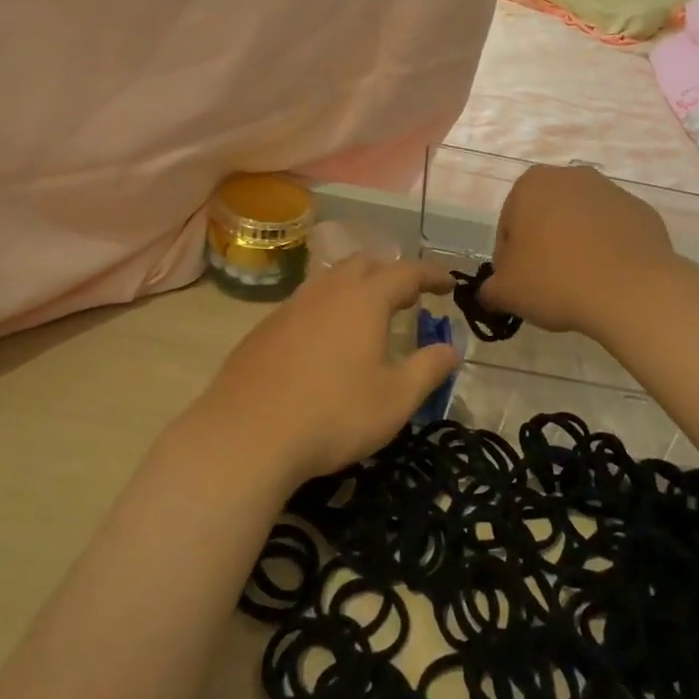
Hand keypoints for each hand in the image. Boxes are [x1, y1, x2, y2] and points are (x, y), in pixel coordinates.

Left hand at [188, 256, 458, 488]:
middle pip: (364, 264)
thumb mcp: (395, 399)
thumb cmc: (334, 414)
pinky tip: (325, 340)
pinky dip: (327, 308)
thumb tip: (451, 350)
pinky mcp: (265, 328)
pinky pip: (305, 303)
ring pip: (330, 280)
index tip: (448, 284)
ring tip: (368, 314)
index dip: (431, 275)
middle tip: (408, 297)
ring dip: (356, 287)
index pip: (406, 272)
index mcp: (364, 299)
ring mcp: (291, 306)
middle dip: (391, 273)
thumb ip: (428, 369)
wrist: (247, 434)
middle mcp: (327, 290)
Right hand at [479, 164, 678, 339]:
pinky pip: (614, 234)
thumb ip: (490, 290)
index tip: (520, 287)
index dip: (509, 261)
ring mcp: (611, 191)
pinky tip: (609, 280)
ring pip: (581, 224)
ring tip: (581, 287)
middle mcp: (571, 177)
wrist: (631, 290)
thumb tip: (491, 294)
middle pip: (546, 218)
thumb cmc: (556, 280)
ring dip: (576, 248)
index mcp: (530, 185)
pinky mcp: (642, 212)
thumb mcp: (506, 292)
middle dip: (544, 248)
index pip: (508, 226)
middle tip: (548, 287)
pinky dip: (608, 252)